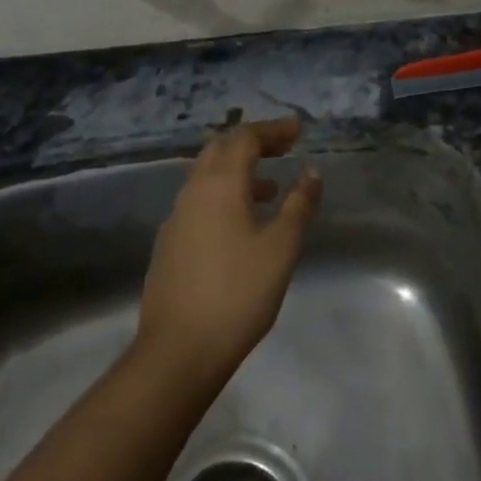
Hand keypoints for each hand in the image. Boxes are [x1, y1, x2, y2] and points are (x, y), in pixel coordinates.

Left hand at [136, 117, 322, 389]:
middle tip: (284, 147)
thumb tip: (311, 172)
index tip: (298, 130)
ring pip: (206, 175)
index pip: (244, 138)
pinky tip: (241, 222)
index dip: (272, 130)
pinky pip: (199, 200)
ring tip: (270, 187)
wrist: (178, 351)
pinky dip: (224, 194)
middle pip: (220, 148)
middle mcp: (192, 191)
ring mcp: (176, 217)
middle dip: (253, 141)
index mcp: (219, 185)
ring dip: (238, 169)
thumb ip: (299, 205)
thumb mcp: (280, 249)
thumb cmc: (237, 295)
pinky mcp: (169, 243)